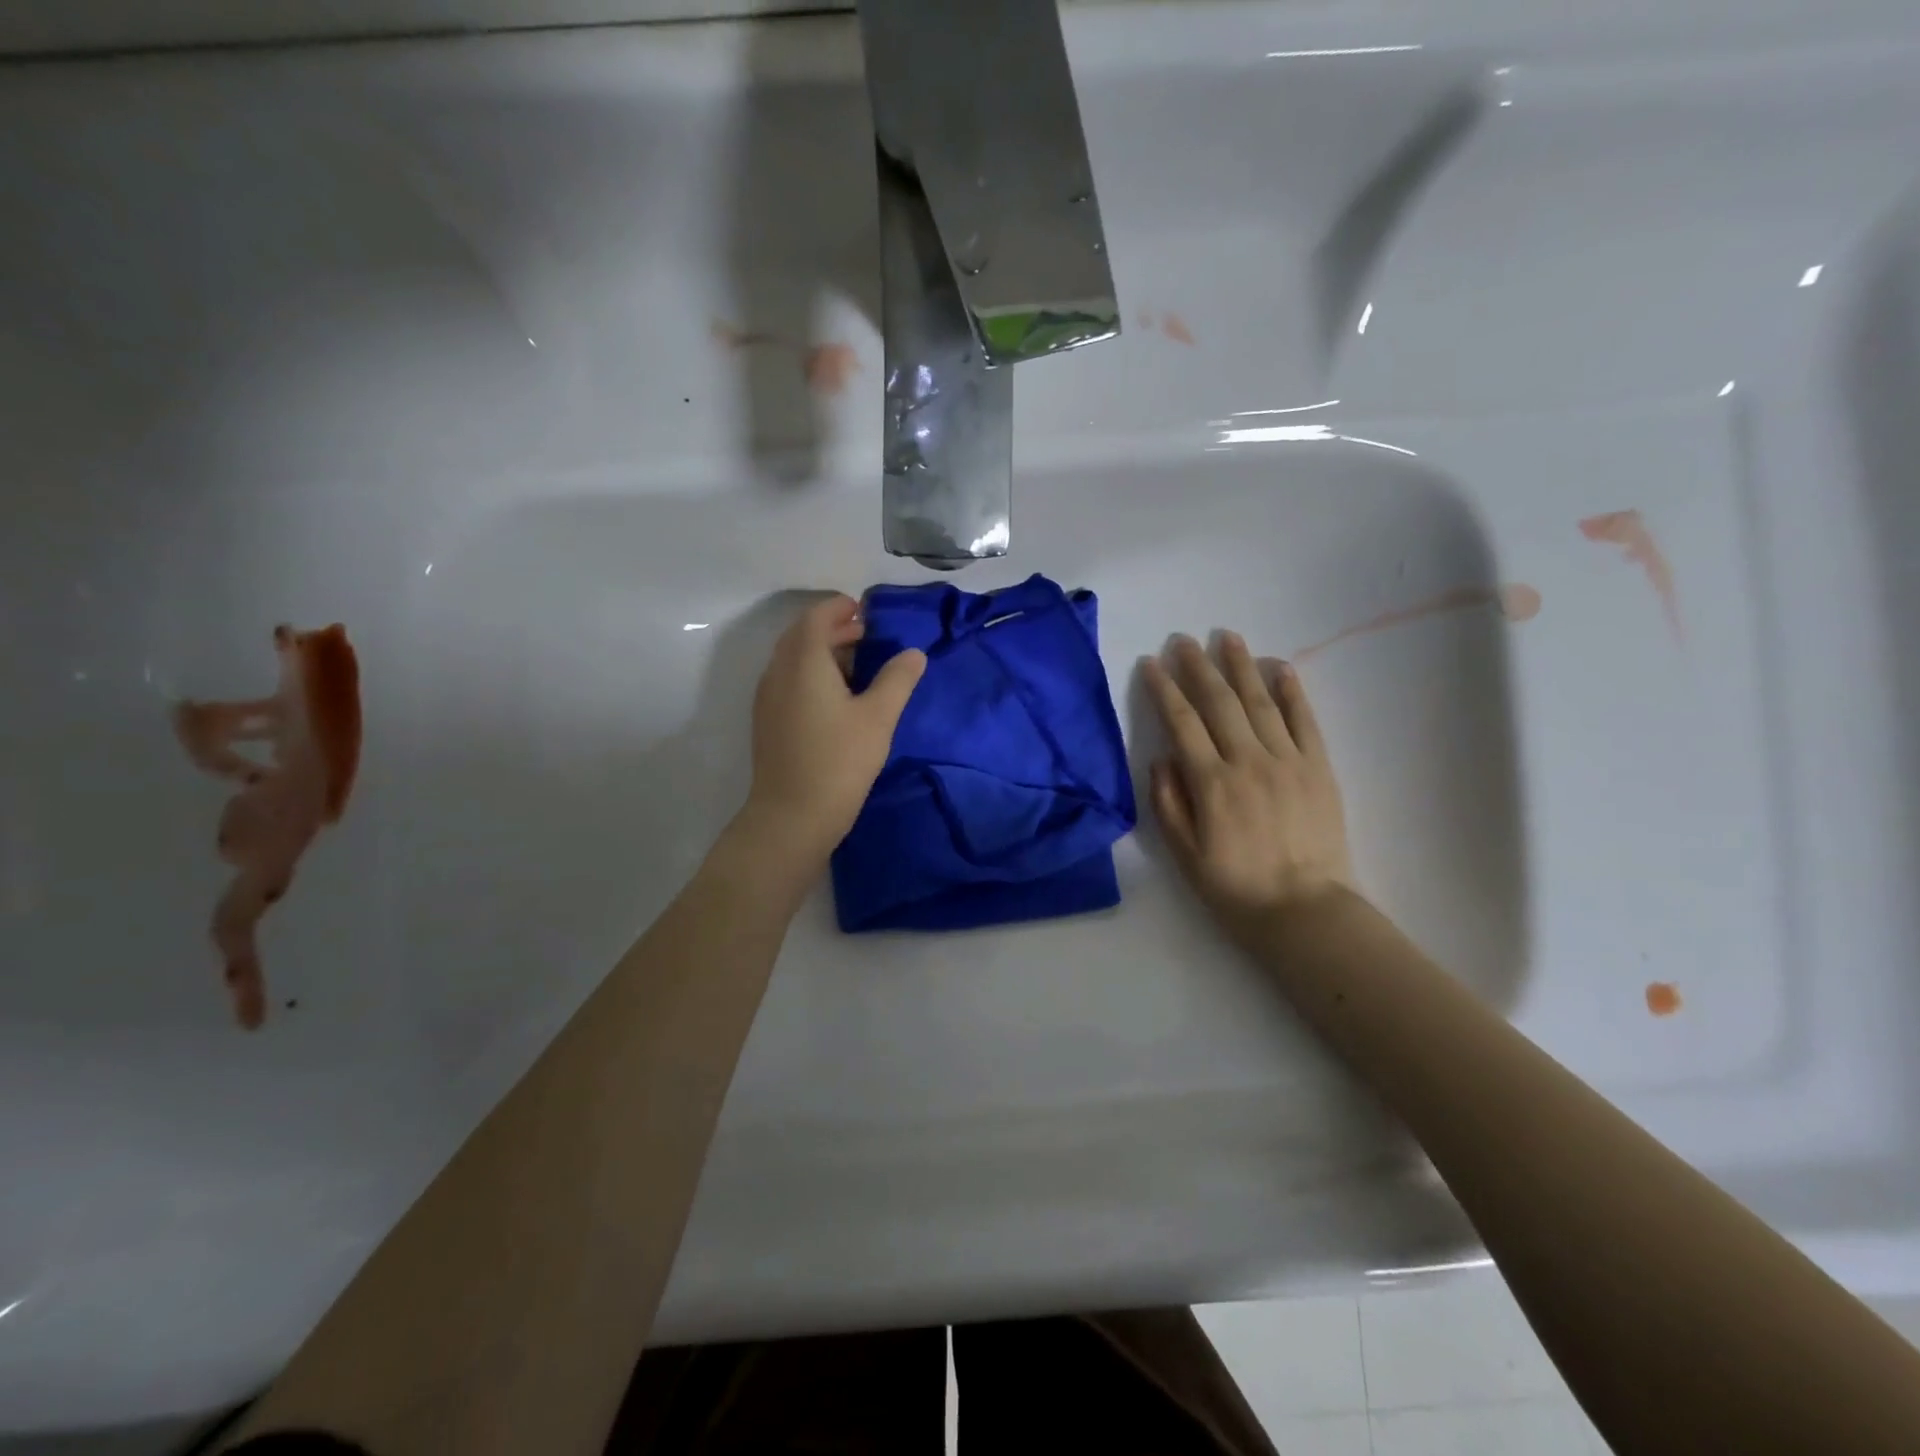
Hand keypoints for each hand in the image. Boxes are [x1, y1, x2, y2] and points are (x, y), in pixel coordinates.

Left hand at [740, 594, 926, 868]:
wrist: (792, 817)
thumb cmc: (839, 762)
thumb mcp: (878, 718)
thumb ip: (897, 680)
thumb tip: (914, 653)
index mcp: (804, 662)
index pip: (816, 616)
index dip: (840, 607)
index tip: (865, 610)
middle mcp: (778, 672)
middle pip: (801, 634)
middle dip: (832, 626)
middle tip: (866, 634)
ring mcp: (768, 697)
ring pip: (792, 658)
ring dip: (820, 650)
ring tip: (856, 663)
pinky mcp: (767, 721)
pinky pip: (787, 679)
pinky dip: (810, 672)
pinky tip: (835, 696)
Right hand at [1142, 633, 1353, 944]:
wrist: (1304, 910)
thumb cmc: (1235, 888)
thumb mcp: (1184, 855)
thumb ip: (1169, 803)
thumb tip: (1162, 758)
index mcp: (1211, 783)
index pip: (1182, 723)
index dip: (1164, 690)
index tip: (1152, 663)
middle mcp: (1248, 761)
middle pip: (1219, 702)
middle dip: (1198, 667)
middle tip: (1183, 639)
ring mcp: (1288, 761)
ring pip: (1260, 702)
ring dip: (1241, 666)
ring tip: (1227, 637)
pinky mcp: (1319, 768)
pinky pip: (1305, 721)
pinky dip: (1293, 692)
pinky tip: (1280, 667)